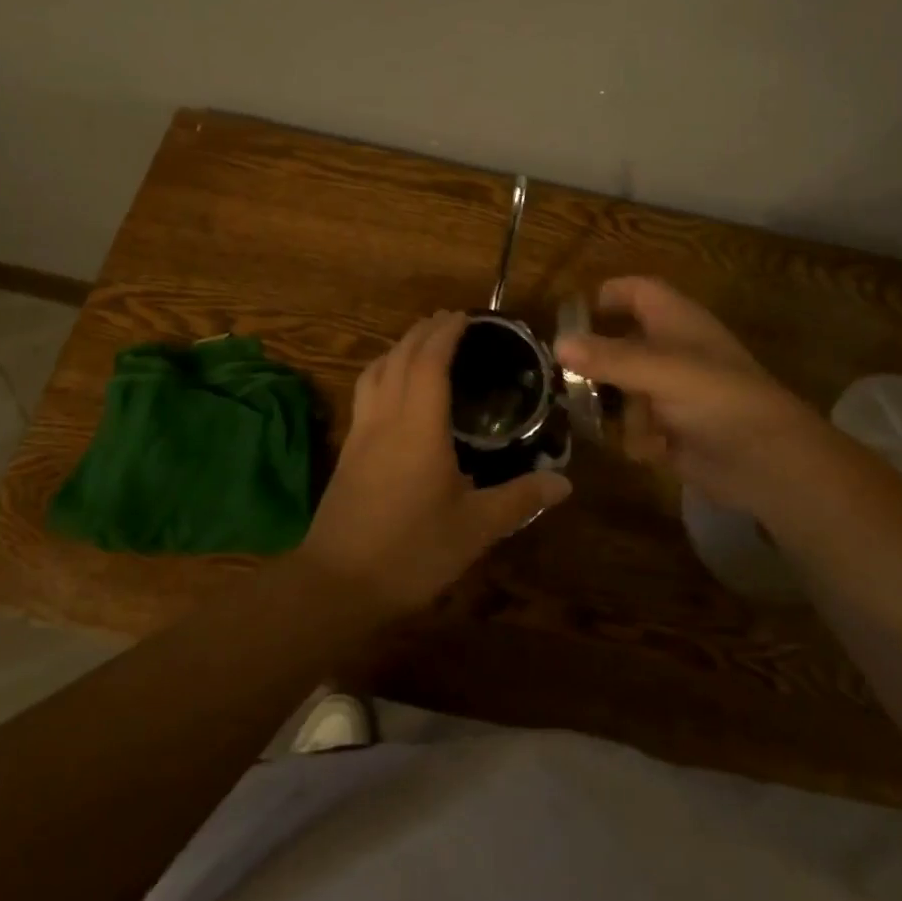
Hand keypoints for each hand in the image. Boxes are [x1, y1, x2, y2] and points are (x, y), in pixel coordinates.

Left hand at [299, 310, 572, 614]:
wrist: (336, 583)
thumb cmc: (411, 551)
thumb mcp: (475, 529)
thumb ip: (519, 499)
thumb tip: (565, 484)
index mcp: (419, 426)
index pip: (430, 360)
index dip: (446, 333)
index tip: (466, 317)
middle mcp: (386, 417)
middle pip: (400, 357)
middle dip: (424, 331)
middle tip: (449, 321)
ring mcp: (361, 433)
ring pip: (376, 371)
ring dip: (399, 348)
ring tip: (420, 345)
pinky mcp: (347, 451)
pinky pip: (365, 393)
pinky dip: (383, 373)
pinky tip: (393, 392)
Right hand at [555, 278, 823, 513]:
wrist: (768, 461)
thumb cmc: (718, 399)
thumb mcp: (660, 370)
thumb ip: (608, 357)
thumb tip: (557, 344)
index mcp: (676, 322)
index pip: (638, 292)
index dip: (608, 295)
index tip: (571, 316)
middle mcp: (673, 353)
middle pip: (622, 344)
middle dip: (597, 364)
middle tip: (565, 378)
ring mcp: (673, 394)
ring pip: (624, 390)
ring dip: (615, 408)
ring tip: (607, 422)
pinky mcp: (674, 432)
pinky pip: (637, 428)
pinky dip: (638, 439)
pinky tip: (649, 450)